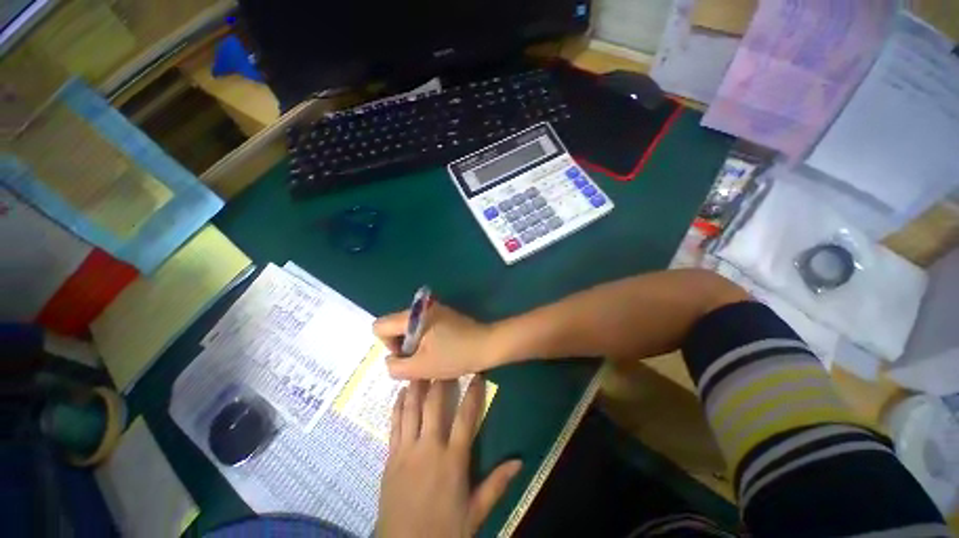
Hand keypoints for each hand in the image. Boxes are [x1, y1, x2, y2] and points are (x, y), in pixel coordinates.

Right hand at [373, 302, 497, 379]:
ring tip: (431, 356)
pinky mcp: (443, 314)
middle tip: (419, 360)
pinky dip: (425, 339)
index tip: (407, 356)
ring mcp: (434, 309)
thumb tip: (390, 360)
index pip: (380, 326)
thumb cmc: (454, 355)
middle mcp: (421, 308)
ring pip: (409, 328)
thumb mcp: (421, 367)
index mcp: (413, 316)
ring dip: (414, 344)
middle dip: (402, 346)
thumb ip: (396, 367)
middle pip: (394, 326)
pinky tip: (439, 350)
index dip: (387, 345)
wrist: (486, 345)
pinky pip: (423, 326)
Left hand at [377, 378, 521, 537]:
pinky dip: (398, 406)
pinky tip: (401, 393)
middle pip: (434, 405)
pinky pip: (395, 425)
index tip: (477, 375)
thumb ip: (497, 484)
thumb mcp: (475, 512)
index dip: (473, 394)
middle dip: (440, 381)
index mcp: (452, 460)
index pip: (466, 417)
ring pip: (412, 410)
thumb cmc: (444, 530)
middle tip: (444, 361)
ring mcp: (407, 451)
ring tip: (420, 368)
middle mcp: (429, 448)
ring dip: (417, 386)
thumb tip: (520, 461)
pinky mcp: (391, 457)